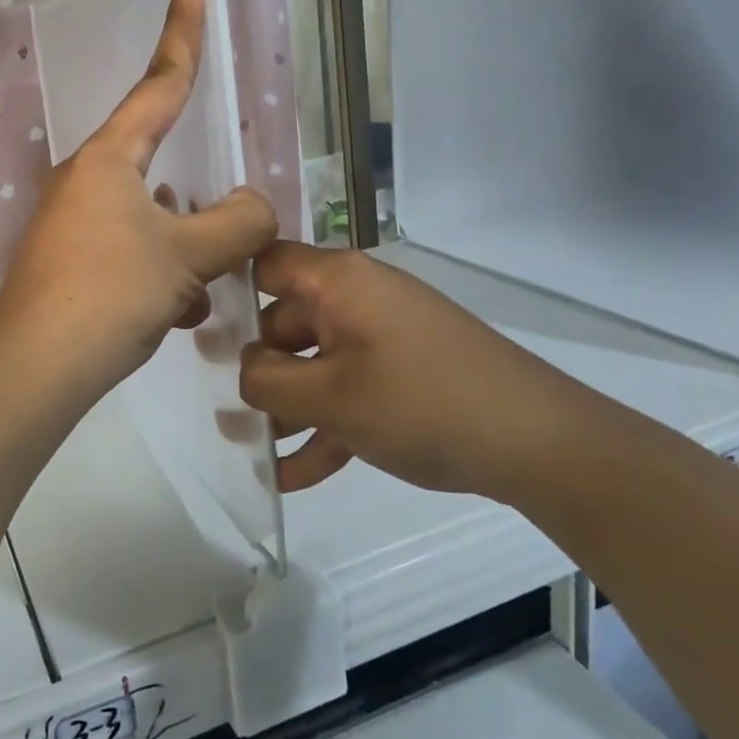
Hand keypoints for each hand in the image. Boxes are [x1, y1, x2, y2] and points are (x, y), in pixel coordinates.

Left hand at [0, 0, 277, 395]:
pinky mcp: (73, 262)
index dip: (183, 27)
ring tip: (202, 285)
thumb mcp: (187, 255)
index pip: (160, 81)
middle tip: (223, 226)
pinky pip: (133, 252)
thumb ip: (237, 223)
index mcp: (110, 158)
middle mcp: (87, 179)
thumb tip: (254, 207)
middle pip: (160, 163)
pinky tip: (178, 311)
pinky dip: (163, 275)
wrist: (37, 366)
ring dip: (185, 246)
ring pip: (152, 217)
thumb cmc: (109, 293)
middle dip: (198, 197)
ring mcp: (76, 222)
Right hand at [239, 242, 600, 503]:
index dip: (230, 288)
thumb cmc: (421, 403)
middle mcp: (358, 298)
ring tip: (253, 450)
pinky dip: (325, 423)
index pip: (266, 263)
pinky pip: (350, 389)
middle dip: (256, 367)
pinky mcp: (405, 373)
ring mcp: (385, 336)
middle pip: (287, 320)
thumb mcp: (330, 397)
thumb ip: (269, 381)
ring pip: (317, 362)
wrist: (539, 443)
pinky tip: (296, 475)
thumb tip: (244, 371)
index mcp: (338, 282)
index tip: (199, 328)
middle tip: (222, 407)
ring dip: (287, 405)